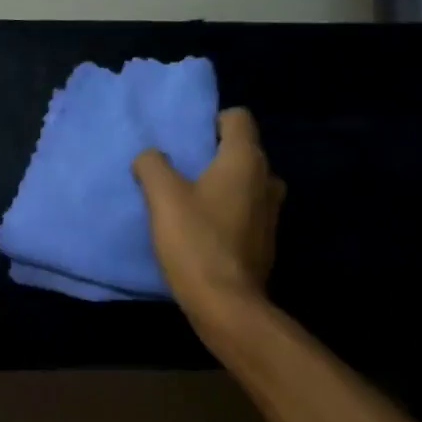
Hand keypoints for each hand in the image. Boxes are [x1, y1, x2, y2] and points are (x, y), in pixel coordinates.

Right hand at [133, 108, 283, 322]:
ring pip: (246, 182)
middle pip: (243, 150)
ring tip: (190, 200)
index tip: (187, 140)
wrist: (226, 303)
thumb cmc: (195, 241)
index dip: (212, 121)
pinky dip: (228, 211)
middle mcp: (267, 179)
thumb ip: (152, 165)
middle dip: (214, 155)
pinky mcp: (266, 239)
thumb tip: (150, 155)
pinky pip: (247, 210)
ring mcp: (271, 211)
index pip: (238, 118)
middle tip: (182, 170)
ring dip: (222, 185)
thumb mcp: (162, 197)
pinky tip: (203, 229)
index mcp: (245, 160)